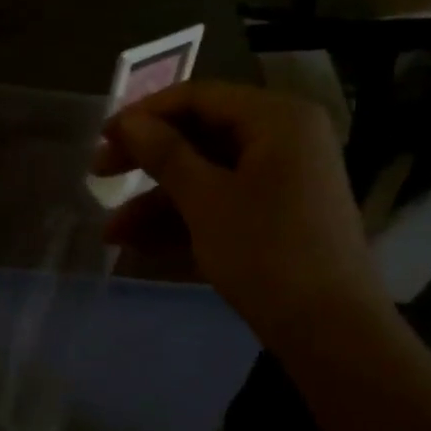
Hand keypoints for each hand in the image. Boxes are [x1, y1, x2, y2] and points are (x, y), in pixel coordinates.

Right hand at [94, 81, 390, 347]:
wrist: (331, 333)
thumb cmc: (267, 252)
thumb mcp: (206, 199)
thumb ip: (164, 154)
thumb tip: (128, 121)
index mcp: (277, 119)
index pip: (200, 97)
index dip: (145, 113)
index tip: (102, 136)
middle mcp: (284, 141)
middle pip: (201, 136)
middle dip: (146, 162)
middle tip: (98, 174)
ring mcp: (282, 183)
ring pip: (207, 177)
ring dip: (156, 202)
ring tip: (111, 233)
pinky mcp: (277, 219)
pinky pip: (222, 205)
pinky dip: (183, 221)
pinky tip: (137, 246)